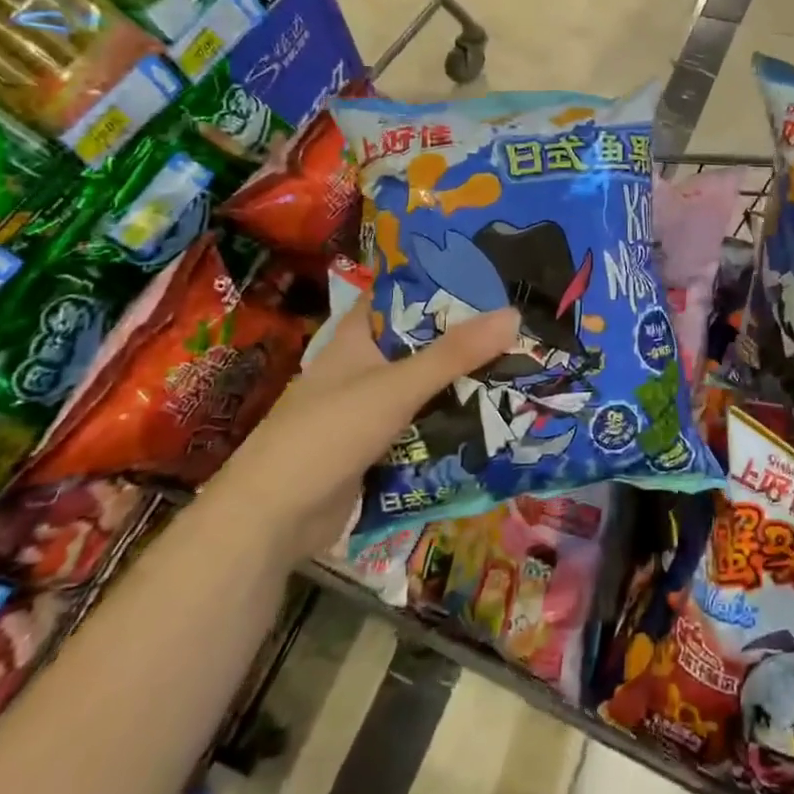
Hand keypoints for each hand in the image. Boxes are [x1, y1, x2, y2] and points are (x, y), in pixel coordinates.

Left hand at [206, 296, 518, 561]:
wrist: (271, 521)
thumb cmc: (328, 434)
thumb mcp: (396, 387)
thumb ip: (454, 354)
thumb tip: (514, 313)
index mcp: (357, 337)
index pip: (400, 294)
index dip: (439, 280)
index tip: (489, 272)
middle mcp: (364, 366)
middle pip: (422, 340)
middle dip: (465, 334)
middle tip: (522, 321)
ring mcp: (369, 407)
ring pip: (425, 383)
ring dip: (463, 379)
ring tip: (522, 363)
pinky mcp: (378, 445)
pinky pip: (423, 422)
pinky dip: (451, 417)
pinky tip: (494, 414)